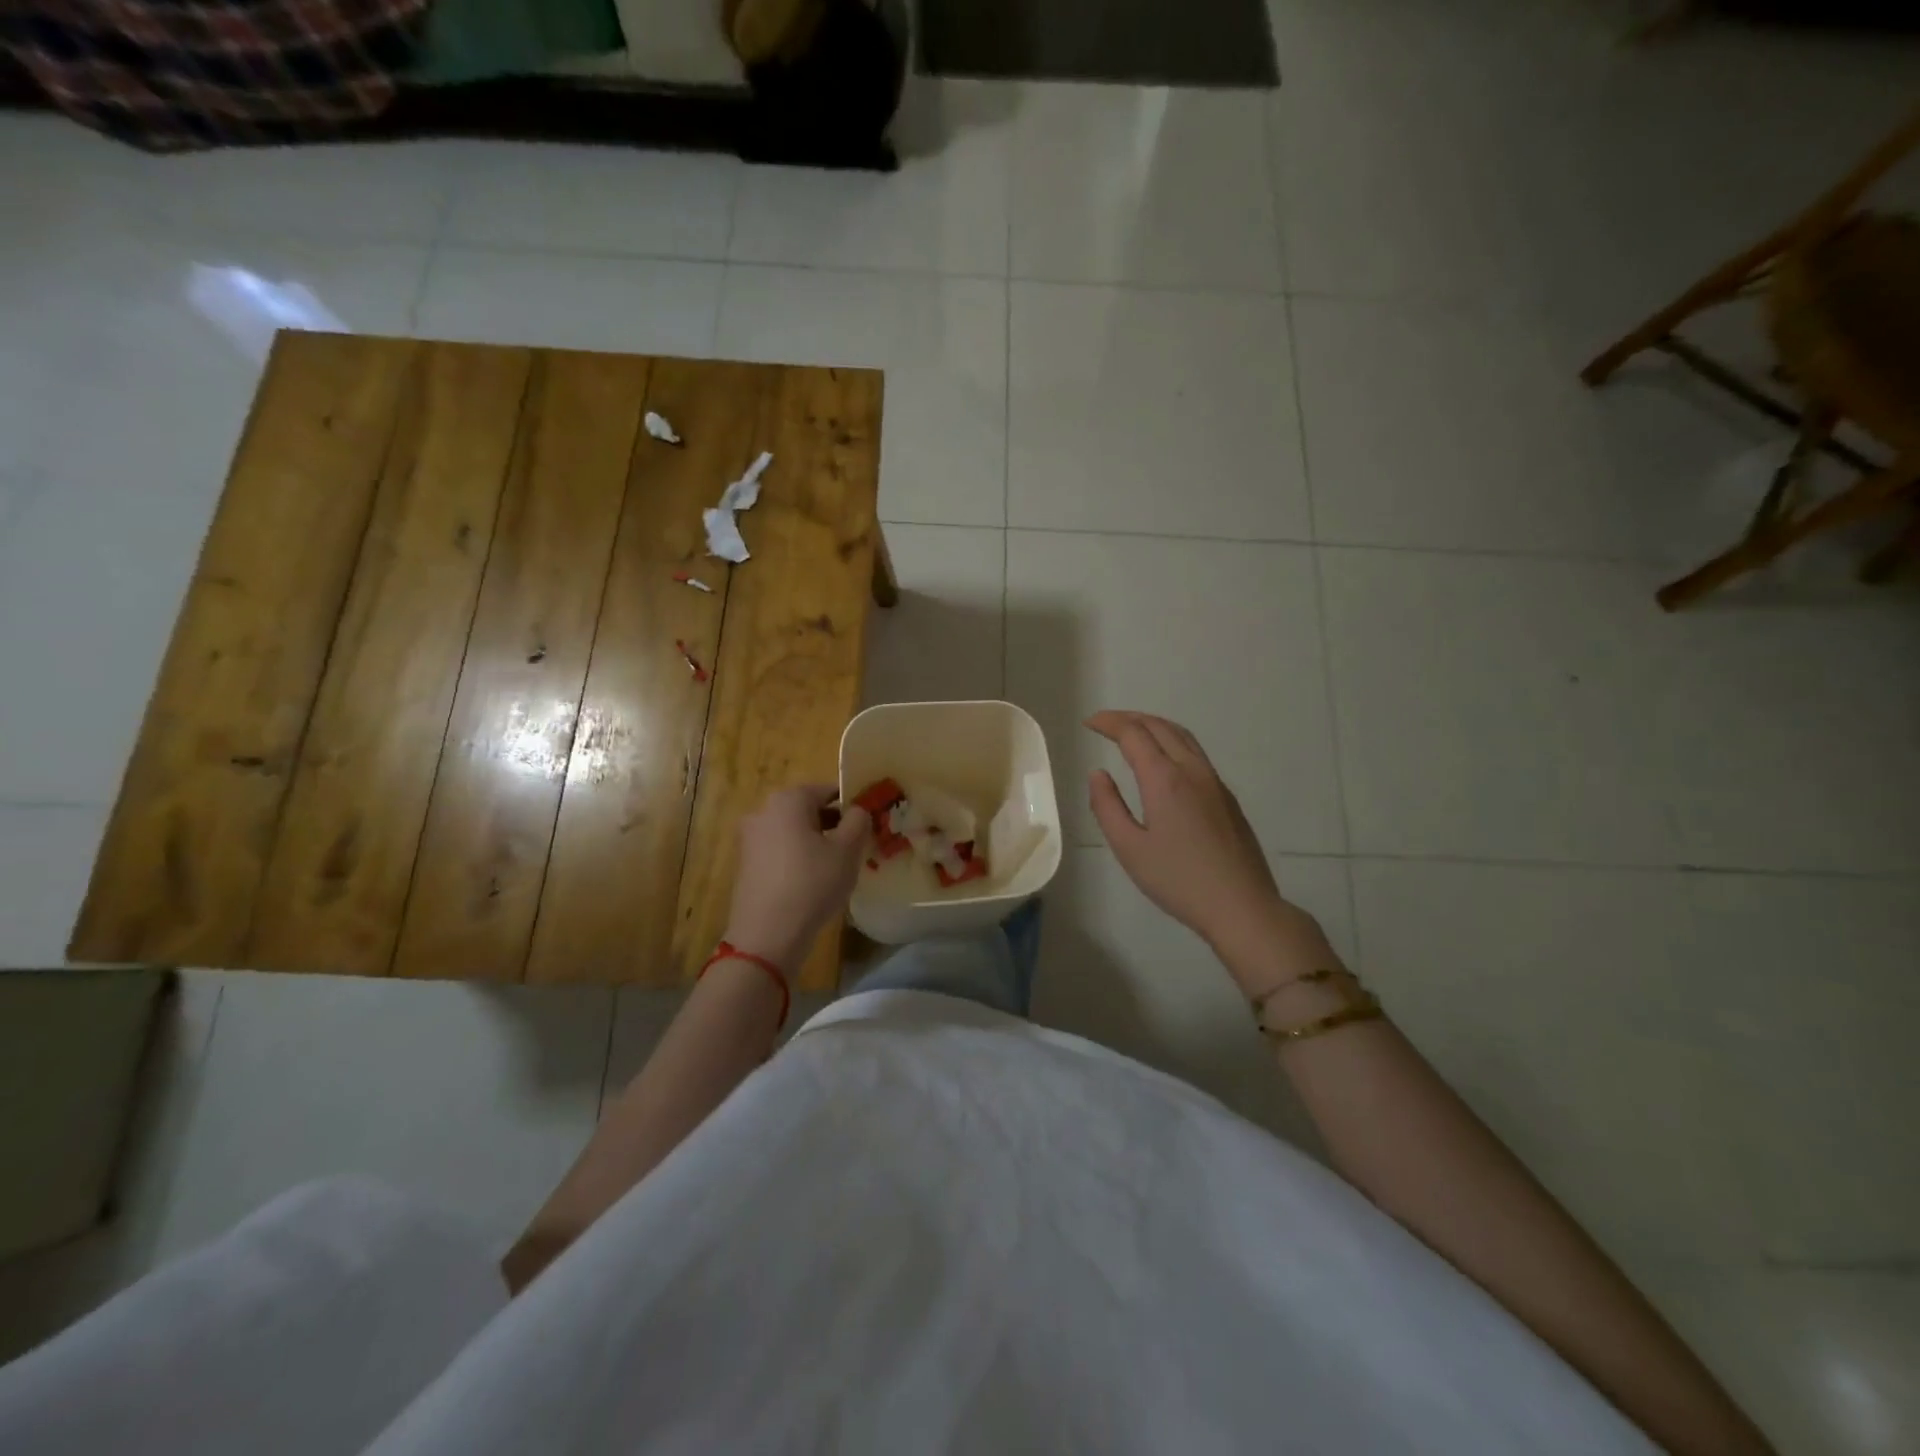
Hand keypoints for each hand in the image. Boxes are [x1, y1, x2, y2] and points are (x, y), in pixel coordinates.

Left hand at [723, 785, 870, 976]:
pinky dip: (798, 858)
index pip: (827, 790)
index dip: (851, 804)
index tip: (868, 823)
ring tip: (838, 866)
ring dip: (816, 842)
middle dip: (833, 823)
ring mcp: (751, 839)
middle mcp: (764, 811)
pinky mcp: (746, 864)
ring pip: (794, 831)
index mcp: (789, 800)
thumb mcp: (847, 850)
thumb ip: (858, 821)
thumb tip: (857, 810)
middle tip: (856, 845)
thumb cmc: (812, 883)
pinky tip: (813, 881)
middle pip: (808, 810)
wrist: (767, 934)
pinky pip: (780, 851)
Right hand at [1085, 711, 1335, 993]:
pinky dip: (1171, 741)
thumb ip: (1107, 807)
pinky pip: (1195, 752)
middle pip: (1160, 726)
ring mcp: (1214, 782)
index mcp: (1165, 779)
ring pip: (1182, 736)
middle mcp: (1192, 770)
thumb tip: (1098, 774)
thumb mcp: (1129, 848)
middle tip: (1105, 723)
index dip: (1109, 723)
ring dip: (1153, 725)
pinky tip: (1163, 759)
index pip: (1133, 734)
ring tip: (1131, 732)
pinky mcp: (1226, 796)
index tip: (1089, 722)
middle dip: (1129, 718)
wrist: (1241, 905)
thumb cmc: (1178, 880)